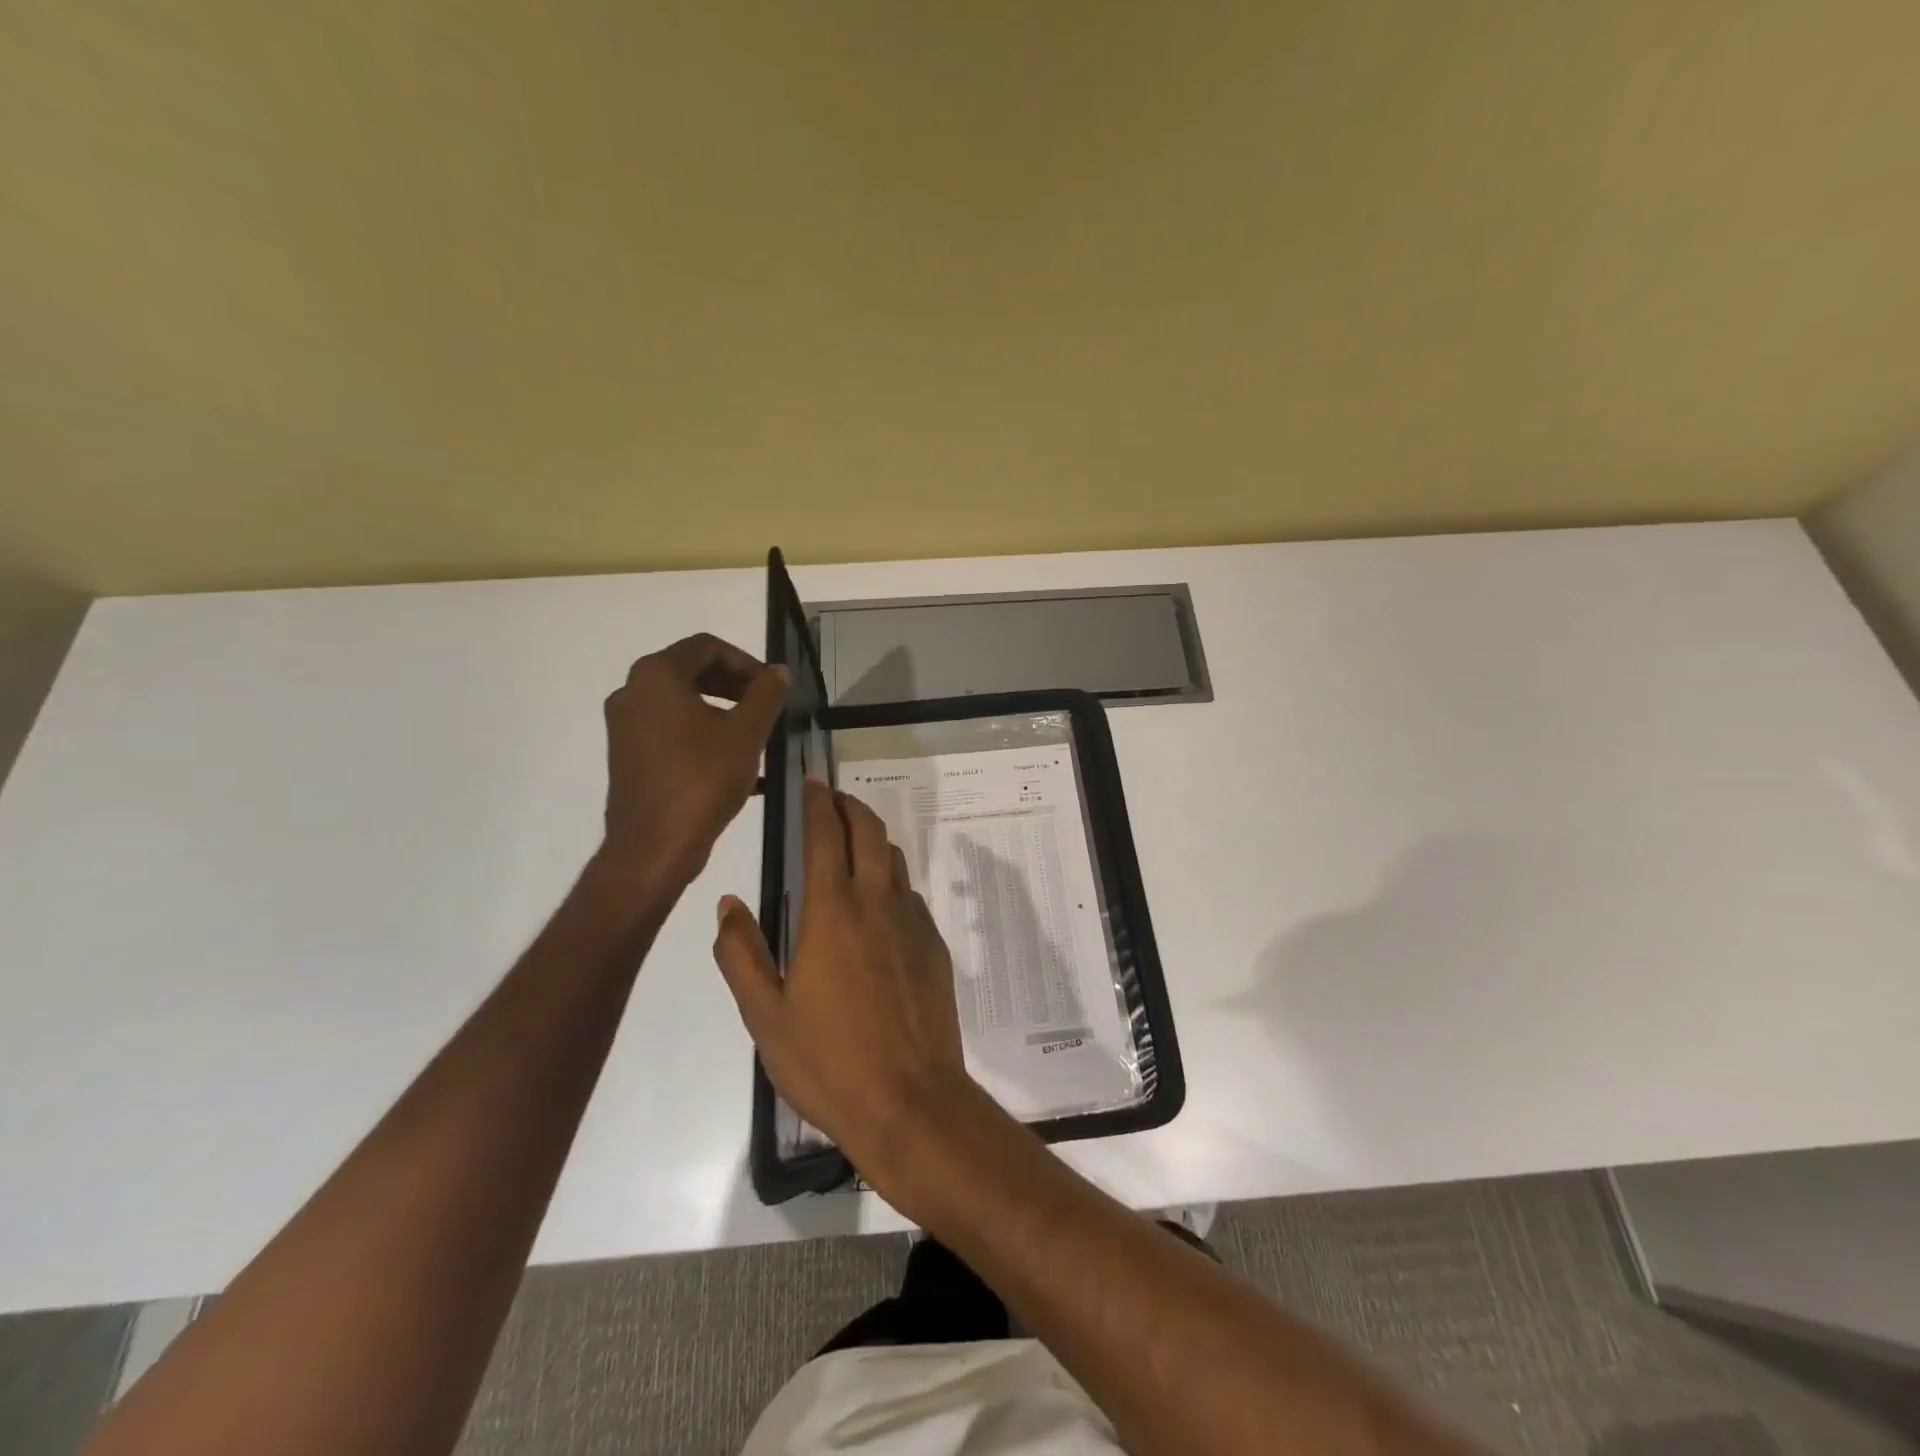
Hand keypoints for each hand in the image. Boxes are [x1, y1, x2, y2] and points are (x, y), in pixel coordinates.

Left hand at [596, 634, 786, 894]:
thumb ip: (766, 695)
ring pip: (681, 701)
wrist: (653, 846)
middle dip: (734, 684)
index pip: (707, 647)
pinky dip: (701, 731)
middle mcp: (632, 691)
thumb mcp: (746, 734)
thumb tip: (779, 672)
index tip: (773, 687)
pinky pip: (669, 727)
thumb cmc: (701, 781)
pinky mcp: (627, 753)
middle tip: (767, 706)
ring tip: (754, 734)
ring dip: (721, 709)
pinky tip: (731, 759)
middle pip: (691, 670)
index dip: (746, 661)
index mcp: (657, 676)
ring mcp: (625, 724)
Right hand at [712, 778, 973, 1174]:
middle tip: (833, 799)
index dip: (818, 802)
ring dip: (873, 840)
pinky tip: (880, 904)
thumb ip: (742, 954)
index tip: (812, 781)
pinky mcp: (934, 947)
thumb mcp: (765, 1016)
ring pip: (894, 860)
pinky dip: (891, 881)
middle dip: (850, 806)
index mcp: (832, 912)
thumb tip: (729, 904)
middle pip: (868, 832)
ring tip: (854, 843)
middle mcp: (877, 903)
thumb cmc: (828, 1062)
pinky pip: (910, 896)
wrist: (911, 1101)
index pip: (825, 835)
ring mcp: (912, 923)